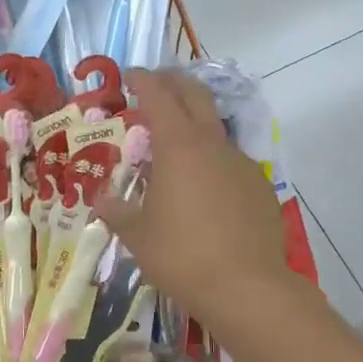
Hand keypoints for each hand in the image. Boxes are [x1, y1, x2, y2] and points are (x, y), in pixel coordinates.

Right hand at [94, 69, 300, 339]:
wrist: (247, 287)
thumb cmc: (182, 255)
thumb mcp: (138, 235)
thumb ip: (117, 211)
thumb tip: (102, 199)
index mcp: (179, 147)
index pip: (159, 95)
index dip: (143, 80)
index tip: (130, 75)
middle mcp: (213, 145)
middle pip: (195, 96)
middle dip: (174, 83)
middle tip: (155, 86)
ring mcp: (242, 164)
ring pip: (215, 129)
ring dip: (194, 124)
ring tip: (175, 145)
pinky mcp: (260, 187)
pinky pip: (231, 162)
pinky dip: (212, 160)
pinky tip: (203, 188)